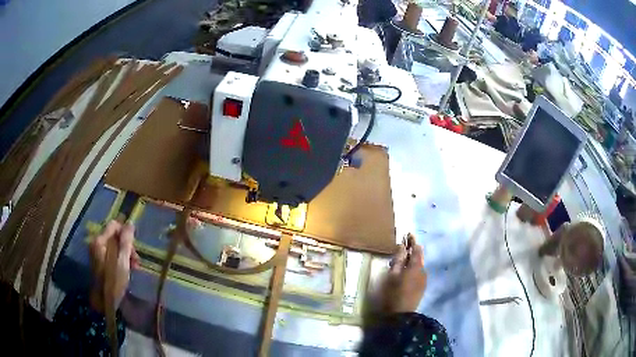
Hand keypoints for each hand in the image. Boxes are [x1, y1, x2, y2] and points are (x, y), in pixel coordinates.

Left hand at [89, 220, 139, 313]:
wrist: (103, 303)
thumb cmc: (113, 282)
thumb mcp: (122, 263)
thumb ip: (126, 243)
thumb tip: (130, 223)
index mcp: (100, 241)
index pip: (114, 225)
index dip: (125, 232)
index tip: (135, 245)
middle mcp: (96, 243)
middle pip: (114, 236)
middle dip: (127, 246)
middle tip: (137, 260)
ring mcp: (97, 253)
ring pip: (114, 246)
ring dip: (126, 254)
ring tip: (135, 267)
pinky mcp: (99, 262)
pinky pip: (112, 254)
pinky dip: (121, 260)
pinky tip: (128, 269)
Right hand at [366, 234, 426, 321]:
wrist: (401, 314)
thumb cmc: (393, 293)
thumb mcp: (392, 275)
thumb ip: (398, 259)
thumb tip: (401, 246)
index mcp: (415, 266)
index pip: (416, 249)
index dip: (412, 241)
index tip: (408, 234)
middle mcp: (423, 270)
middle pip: (418, 256)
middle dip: (412, 250)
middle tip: (402, 247)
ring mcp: (424, 279)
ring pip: (418, 265)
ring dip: (411, 260)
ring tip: (401, 261)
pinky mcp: (422, 286)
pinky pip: (418, 273)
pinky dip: (413, 269)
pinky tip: (405, 273)